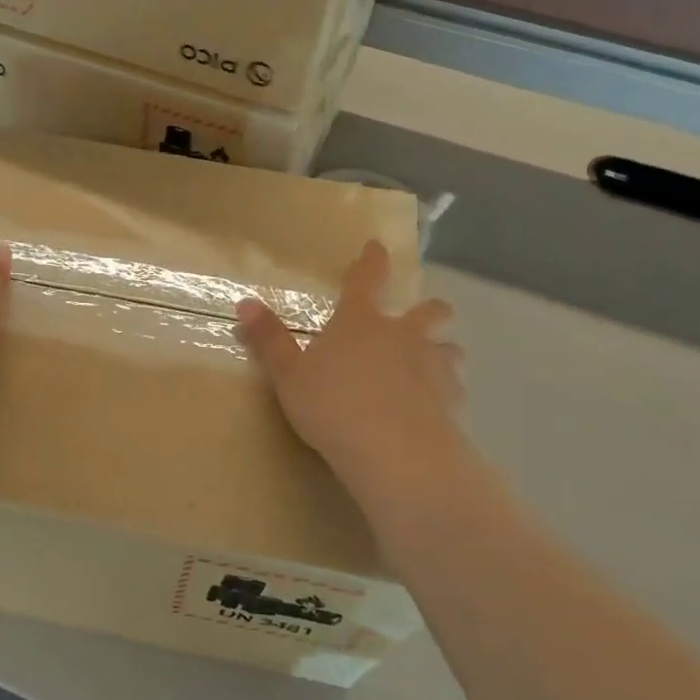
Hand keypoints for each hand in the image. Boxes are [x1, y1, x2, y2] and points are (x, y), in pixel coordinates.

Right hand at [235, 241, 472, 500]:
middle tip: (429, 311)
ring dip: (444, 350)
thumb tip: (245, 303)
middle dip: (430, 309)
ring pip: (450, 349)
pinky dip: (448, 390)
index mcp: (360, 322)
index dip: (372, 260)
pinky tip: (439, 404)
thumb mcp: (288, 376)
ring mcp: (432, 368)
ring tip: (437, 359)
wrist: (394, 452)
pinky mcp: (451, 403)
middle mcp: (402, 336)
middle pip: (428, 312)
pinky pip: (455, 389)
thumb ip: (269, 340)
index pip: (367, 279)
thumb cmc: (333, 406)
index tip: (377, 246)